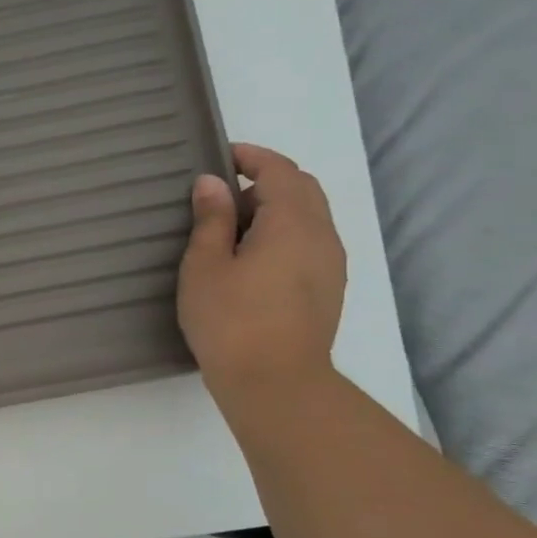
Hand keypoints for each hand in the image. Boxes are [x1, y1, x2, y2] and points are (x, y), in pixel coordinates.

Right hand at [177, 143, 346, 400]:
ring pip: (309, 217)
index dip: (252, 157)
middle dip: (266, 181)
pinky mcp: (328, 289)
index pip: (281, 171)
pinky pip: (309, 242)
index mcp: (293, 223)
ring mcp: (331, 264)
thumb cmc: (230, 319)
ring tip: (232, 229)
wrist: (275, 382)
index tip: (221, 155)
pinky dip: (284, 233)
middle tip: (223, 195)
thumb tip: (212, 183)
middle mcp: (322, 236)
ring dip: (275, 209)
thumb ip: (212, 219)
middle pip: (303, 189)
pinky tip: (252, 259)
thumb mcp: (205, 265)